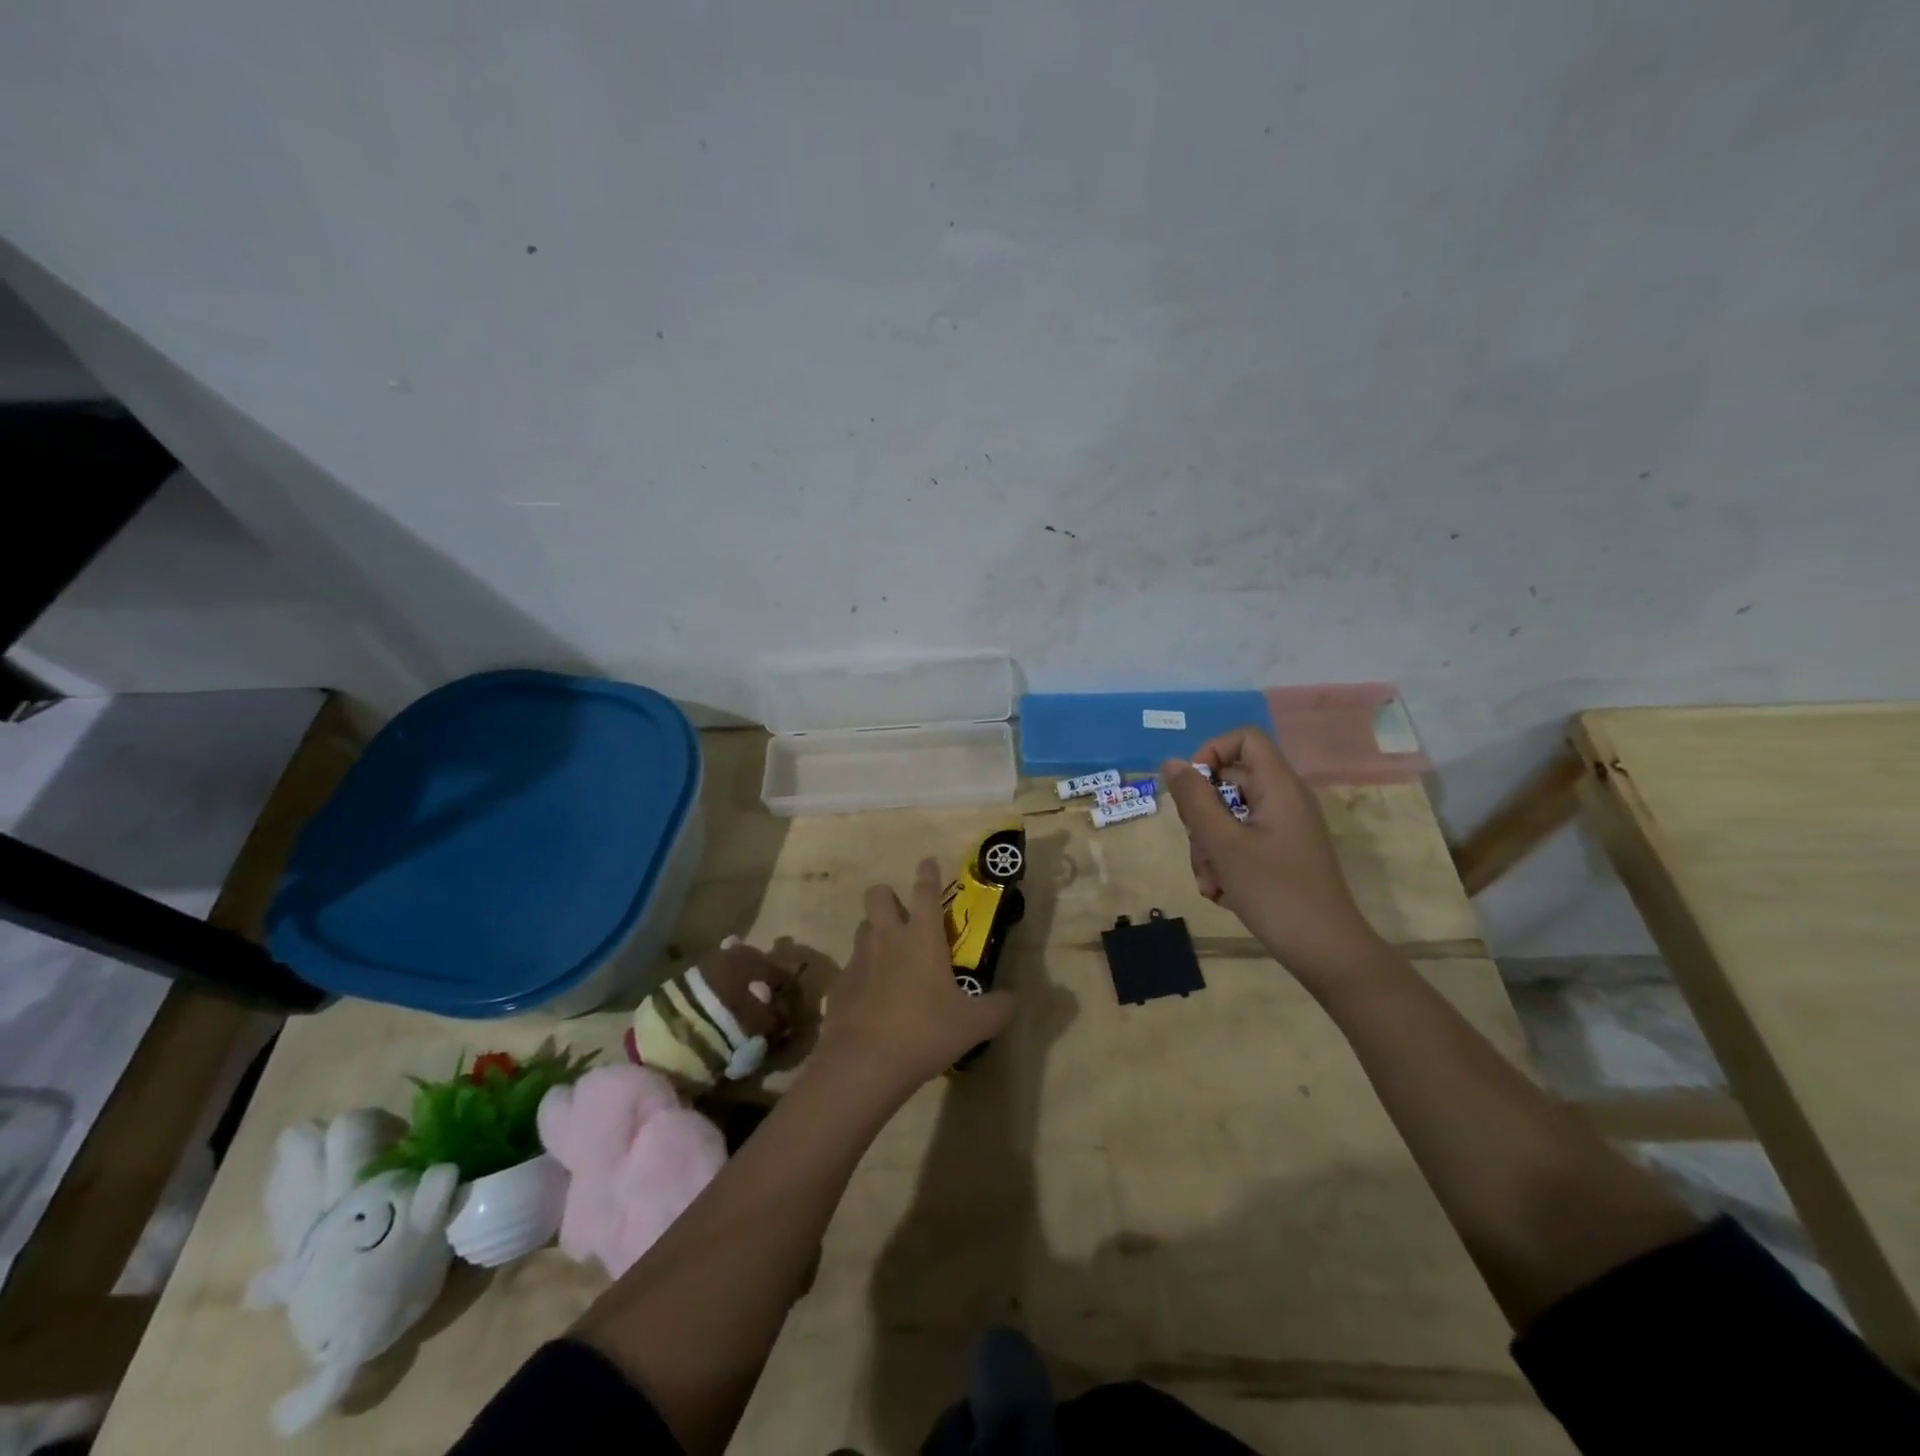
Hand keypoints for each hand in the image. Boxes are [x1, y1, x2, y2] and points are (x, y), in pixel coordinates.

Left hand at [817, 857, 1013, 1092]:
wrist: (863, 1064)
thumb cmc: (924, 1032)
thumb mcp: (974, 1025)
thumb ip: (998, 1008)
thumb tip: (1012, 1000)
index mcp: (921, 938)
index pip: (925, 892)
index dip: (928, 874)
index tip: (928, 861)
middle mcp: (887, 938)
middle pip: (878, 895)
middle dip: (889, 896)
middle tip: (903, 915)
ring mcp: (858, 960)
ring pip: (862, 928)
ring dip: (875, 932)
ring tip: (891, 956)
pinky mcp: (839, 985)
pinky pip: (852, 967)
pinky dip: (863, 974)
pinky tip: (874, 999)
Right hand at [1160, 727, 1381, 986]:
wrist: (1326, 951)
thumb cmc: (1275, 892)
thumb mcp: (1223, 844)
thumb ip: (1194, 800)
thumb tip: (1171, 763)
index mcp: (1278, 787)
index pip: (1244, 739)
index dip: (1212, 753)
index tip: (1192, 790)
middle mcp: (1283, 800)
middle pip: (1228, 782)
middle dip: (1202, 817)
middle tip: (1201, 849)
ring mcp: (1282, 829)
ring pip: (1228, 817)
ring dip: (1208, 847)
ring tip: (1212, 882)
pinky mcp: (1279, 854)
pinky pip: (1240, 842)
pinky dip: (1224, 862)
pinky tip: (1222, 893)